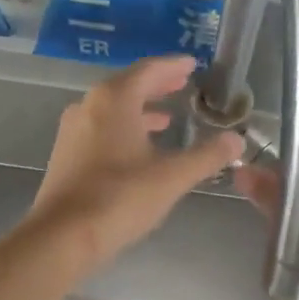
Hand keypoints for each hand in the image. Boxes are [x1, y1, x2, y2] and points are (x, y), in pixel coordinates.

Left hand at [30, 55, 243, 273]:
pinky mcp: (66, 154)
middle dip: (157, 85)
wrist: (61, 236)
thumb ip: (206, 156)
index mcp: (115, 99)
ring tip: (166, 117)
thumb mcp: (172, 177)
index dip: (173, 66)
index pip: (149, 70)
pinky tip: (138, 148)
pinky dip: (124, 127)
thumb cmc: (120, 198)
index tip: (192, 64)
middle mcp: (89, 105)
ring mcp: (74, 129)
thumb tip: (236, 141)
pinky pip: (100, 127)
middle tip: (182, 84)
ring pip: (112, 108)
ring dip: (140, 108)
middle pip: (128, 85)